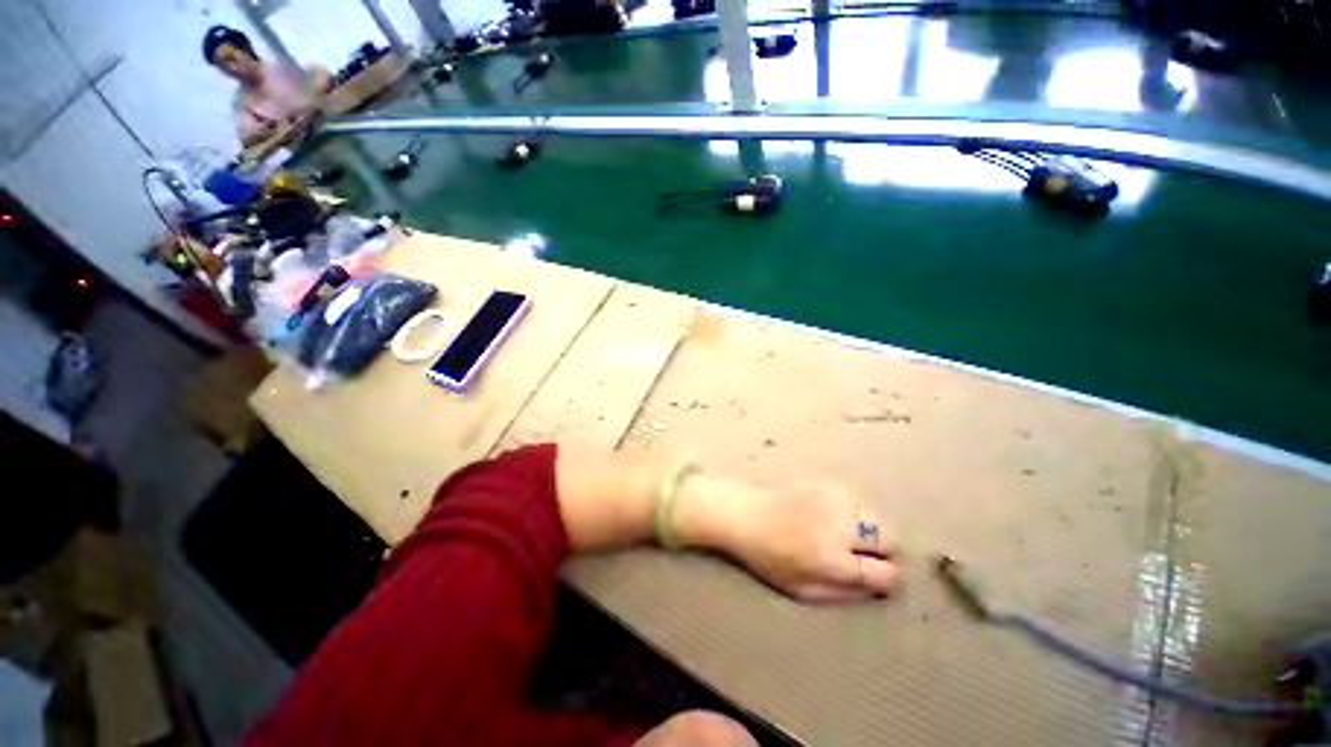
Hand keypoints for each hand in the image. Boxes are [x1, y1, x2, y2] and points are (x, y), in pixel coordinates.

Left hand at [681, 477, 901, 603]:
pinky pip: (855, 500)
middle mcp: (842, 528)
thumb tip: (875, 589)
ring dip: (869, 530)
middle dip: (885, 552)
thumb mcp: (803, 590)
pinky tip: (831, 516)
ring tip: (846, 535)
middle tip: (864, 555)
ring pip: (876, 517)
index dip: (886, 579)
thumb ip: (844, 594)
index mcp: (836, 561)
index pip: (888, 573)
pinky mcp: (826, 484)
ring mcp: (835, 501)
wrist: (745, 515)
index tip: (876, 578)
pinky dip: (852, 511)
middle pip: (891, 539)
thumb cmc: (769, 558)